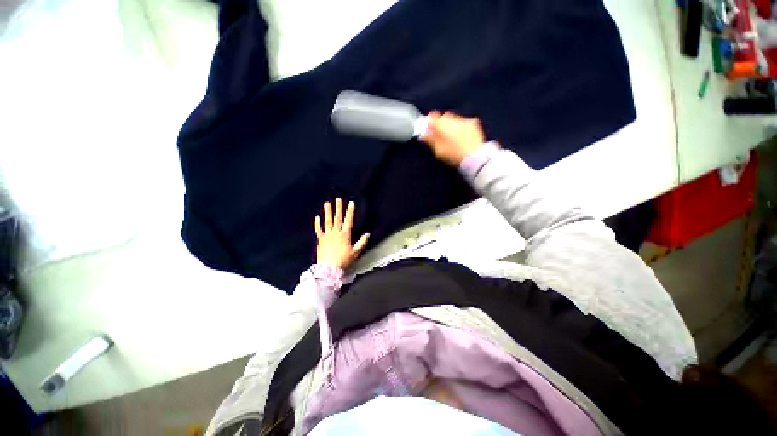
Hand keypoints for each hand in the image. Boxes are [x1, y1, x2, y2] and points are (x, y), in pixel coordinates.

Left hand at [314, 198, 369, 269]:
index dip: (350, 211)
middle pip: (337, 218)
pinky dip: (317, 223)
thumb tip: (368, 234)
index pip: (349, 220)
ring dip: (328, 212)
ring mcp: (327, 235)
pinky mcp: (321, 240)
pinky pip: (319, 230)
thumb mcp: (355, 252)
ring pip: (327, 221)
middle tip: (338, 199)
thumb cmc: (343, 260)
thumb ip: (362, 242)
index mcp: (345, 235)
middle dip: (338, 208)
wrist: (329, 269)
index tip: (351, 203)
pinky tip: (317, 217)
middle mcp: (336, 233)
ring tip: (327, 203)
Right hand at [421, 111, 485, 165]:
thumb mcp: (438, 150)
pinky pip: (464, 122)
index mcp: (442, 124)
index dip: (429, 122)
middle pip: (444, 116)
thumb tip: (423, 134)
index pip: (432, 116)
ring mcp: (465, 120)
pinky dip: (461, 127)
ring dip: (451, 125)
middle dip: (441, 123)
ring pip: (454, 119)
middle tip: (440, 134)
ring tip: (452, 136)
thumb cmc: (453, 154)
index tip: (429, 129)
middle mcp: (453, 118)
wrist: (474, 157)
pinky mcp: (474, 124)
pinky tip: (462, 136)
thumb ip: (430, 140)